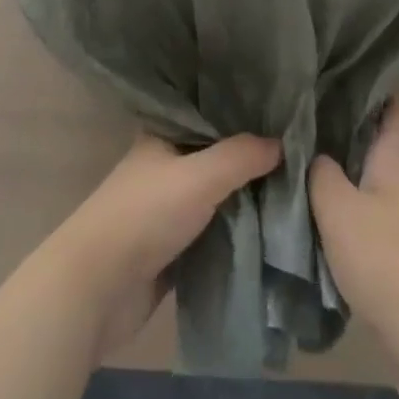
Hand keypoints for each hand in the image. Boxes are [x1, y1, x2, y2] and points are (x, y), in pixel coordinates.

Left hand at [51, 132, 281, 356]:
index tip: (281, 109)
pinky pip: (214, 230)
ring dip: (246, 195)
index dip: (241, 110)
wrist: (98, 288)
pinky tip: (272, 225)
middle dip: (250, 156)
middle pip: (216, 155)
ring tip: (296, 185)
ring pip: (217, 194)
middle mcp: (165, 165)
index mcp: (163, 136)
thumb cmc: (144, 215)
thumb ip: (240, 156)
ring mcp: (168, 208)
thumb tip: (281, 143)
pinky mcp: (173, 247)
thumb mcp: (199, 176)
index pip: (208, 112)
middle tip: (300, 150)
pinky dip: (237, 229)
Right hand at [309, 100, 398, 352]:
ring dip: (346, 171)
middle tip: (307, 119)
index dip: (375, 90)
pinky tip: (322, 213)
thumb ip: (320, 173)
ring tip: (305, 162)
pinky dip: (351, 206)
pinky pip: (374, 211)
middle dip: (348, 130)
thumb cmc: (385, 259)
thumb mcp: (338, 208)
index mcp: (398, 159)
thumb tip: (314, 155)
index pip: (398, 108)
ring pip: (375, 178)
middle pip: (381, 142)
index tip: (340, 79)